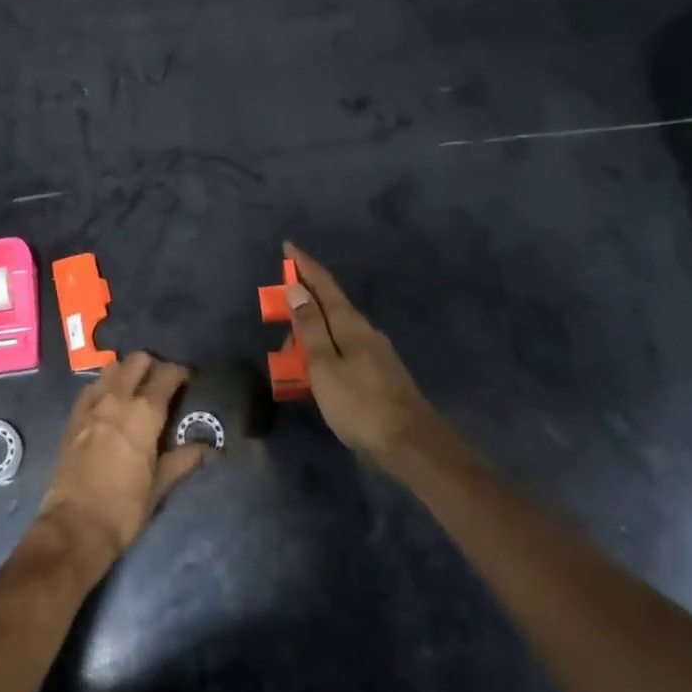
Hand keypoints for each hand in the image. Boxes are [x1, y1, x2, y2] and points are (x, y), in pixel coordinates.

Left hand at [35, 352, 210, 575]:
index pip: (167, 374)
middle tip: (161, 384)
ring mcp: (92, 403)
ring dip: (127, 371)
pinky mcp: (74, 414)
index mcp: (145, 412)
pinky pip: (92, 386)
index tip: (187, 381)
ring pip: (112, 367)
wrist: (75, 525)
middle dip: (153, 365)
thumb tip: (210, 448)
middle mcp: (118, 398)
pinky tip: (110, 402)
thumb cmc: (125, 508)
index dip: (180, 373)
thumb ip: (184, 459)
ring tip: (135, 389)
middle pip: (138, 360)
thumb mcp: (160, 484)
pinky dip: (105, 385)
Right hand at [283, 243, 452, 469]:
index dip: (304, 265)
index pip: (324, 284)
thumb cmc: (360, 404)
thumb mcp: (324, 365)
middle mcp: (365, 331)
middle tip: (278, 319)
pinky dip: (324, 352)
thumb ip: (310, 327)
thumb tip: (297, 288)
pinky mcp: (380, 373)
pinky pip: (343, 351)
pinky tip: (318, 373)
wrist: (412, 445)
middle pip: (329, 307)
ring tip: (292, 357)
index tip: (288, 246)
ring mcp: (376, 352)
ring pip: (335, 332)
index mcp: (350, 324)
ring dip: (311, 334)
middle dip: (302, 306)